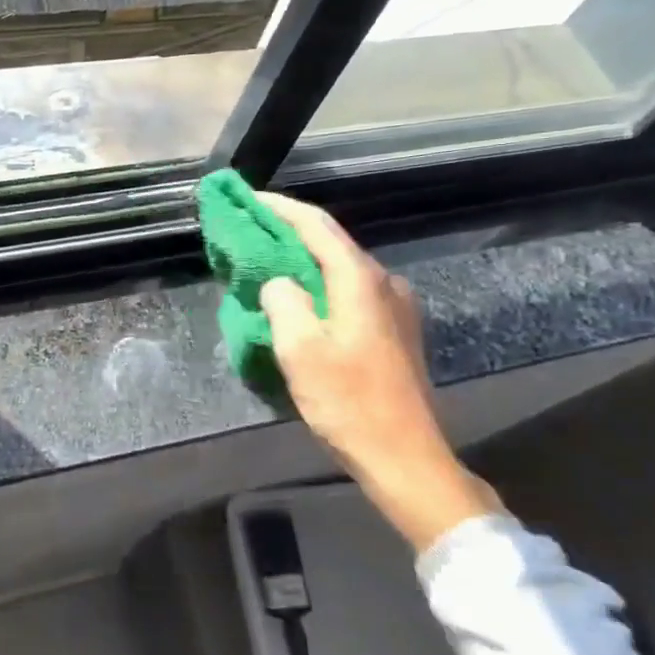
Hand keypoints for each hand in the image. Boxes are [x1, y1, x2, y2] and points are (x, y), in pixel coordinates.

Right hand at [256, 193, 502, 552]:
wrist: (405, 457)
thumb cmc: (349, 402)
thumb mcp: (300, 349)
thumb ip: (283, 301)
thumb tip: (278, 284)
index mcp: (360, 280)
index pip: (317, 226)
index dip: (281, 208)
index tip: (250, 198)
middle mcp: (383, 284)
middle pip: (331, 244)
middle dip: (289, 234)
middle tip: (251, 231)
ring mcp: (395, 308)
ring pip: (340, 270)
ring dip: (304, 263)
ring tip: (268, 265)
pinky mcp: (396, 332)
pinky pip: (350, 293)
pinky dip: (320, 287)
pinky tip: (301, 301)